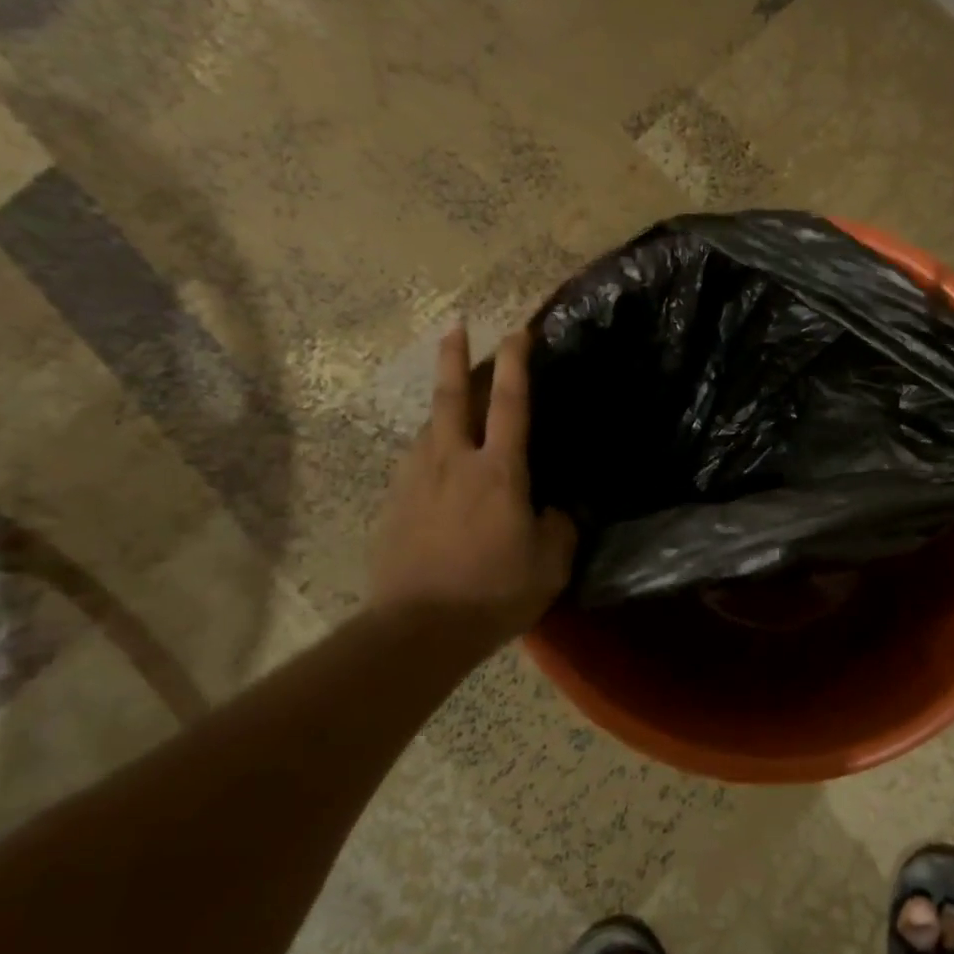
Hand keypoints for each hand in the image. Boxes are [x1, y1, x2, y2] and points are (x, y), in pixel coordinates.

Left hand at [370, 326, 575, 637]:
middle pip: (451, 397)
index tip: (518, 331)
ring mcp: (417, 480)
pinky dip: (430, 448)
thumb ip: (559, 528)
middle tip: (455, 325)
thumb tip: (552, 510)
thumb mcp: (551, 564)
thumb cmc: (494, 592)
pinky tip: (435, 459)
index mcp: (499, 471)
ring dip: (441, 404)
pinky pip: (416, 462)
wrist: (419, 628)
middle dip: (454, 356)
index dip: (517, 363)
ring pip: (428, 427)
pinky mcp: (394, 504)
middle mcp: (454, 462)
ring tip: (451, 398)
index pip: (510, 403)